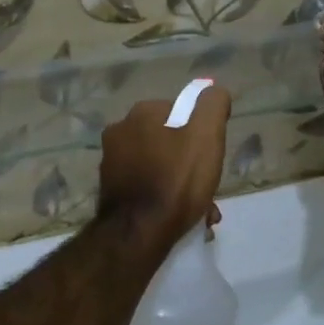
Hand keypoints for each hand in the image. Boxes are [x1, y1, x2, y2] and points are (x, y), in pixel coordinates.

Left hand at [97, 85, 232, 249]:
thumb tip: (212, 91)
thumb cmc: (176, 180)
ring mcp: (111, 162)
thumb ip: (212, 106)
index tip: (212, 157)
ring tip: (202, 212)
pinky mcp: (111, 190)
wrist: (138, 233)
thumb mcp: (206, 136)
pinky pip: (147, 188)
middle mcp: (120, 132)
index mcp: (141, 113)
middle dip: (191, 165)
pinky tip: (182, 220)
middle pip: (170, 143)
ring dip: (181, 185)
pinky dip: (164, 199)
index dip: (201, 134)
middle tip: (208, 189)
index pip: (181, 112)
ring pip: (159, 167)